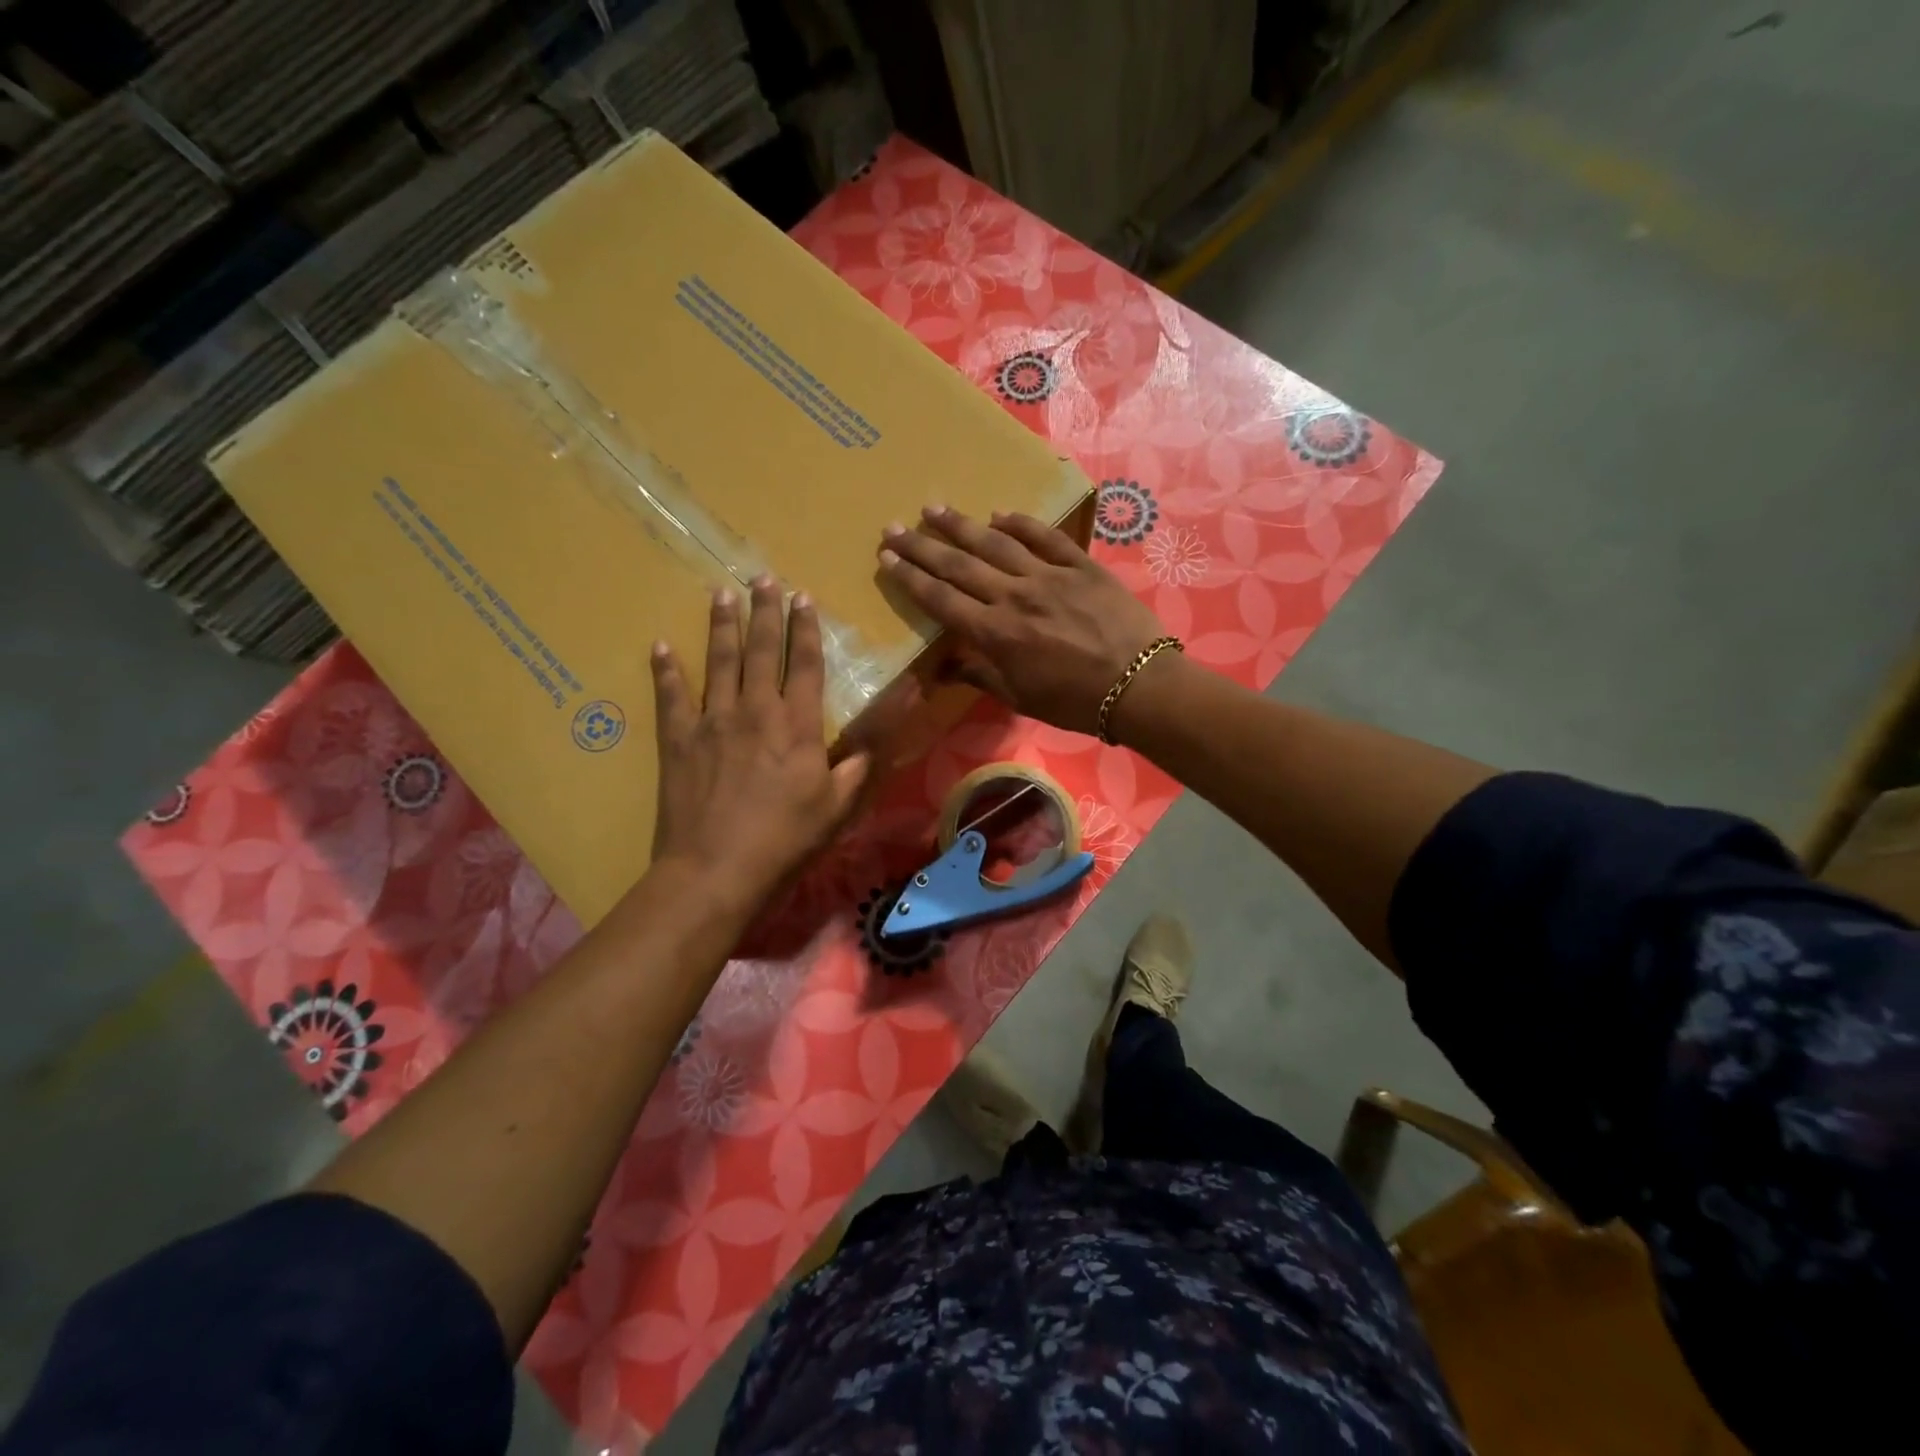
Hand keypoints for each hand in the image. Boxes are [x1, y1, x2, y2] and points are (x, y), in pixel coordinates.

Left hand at [648, 577, 870, 914]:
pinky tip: (660, 646)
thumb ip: (866, 751)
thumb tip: (903, 705)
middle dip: (764, 612)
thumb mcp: (840, 802)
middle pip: (761, 650)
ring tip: (721, 592)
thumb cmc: (787, 839)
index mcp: (797, 724)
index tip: (803, 597)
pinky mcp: (678, 741)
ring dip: (721, 625)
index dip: (805, 629)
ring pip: (718, 662)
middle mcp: (754, 710)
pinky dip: (665, 670)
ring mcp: (712, 721)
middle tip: (762, 578)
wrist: (717, 870)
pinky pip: (670, 696)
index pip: (805, 663)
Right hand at [879, 505, 1165, 733]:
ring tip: (934, 509)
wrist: (1139, 686)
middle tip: (894, 526)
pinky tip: (998, 514)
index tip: (887, 558)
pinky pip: (1044, 537)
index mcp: (996, 634)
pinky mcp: (1080, 565)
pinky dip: (1020, 523)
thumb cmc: (1075, 702)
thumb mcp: (1021, 698)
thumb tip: (943, 667)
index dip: (910, 578)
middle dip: (922, 546)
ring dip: (961, 525)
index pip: (941, 600)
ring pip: (996, 543)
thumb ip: (980, 676)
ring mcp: (1048, 576)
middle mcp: (1014, 597)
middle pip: (958, 565)